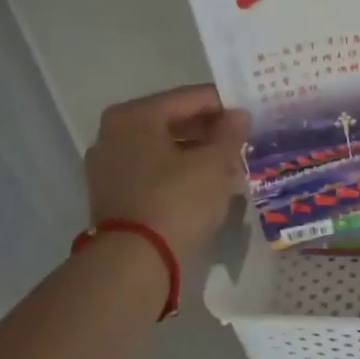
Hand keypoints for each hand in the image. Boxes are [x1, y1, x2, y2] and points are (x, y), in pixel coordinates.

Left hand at [84, 85, 250, 262]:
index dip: (224, 104)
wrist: (135, 260)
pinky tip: (206, 186)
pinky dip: (179, 173)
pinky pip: (153, 172)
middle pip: (173, 122)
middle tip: (242, 141)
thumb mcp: (214, 164)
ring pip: (164, 149)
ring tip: (230, 166)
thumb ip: (230, 134)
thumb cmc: (176, 200)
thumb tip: (239, 115)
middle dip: (210, 131)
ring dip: (197, 154)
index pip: (189, 98)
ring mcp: (108, 166)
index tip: (251, 114)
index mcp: (134, 116)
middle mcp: (114, 133)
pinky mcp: (113, 194)